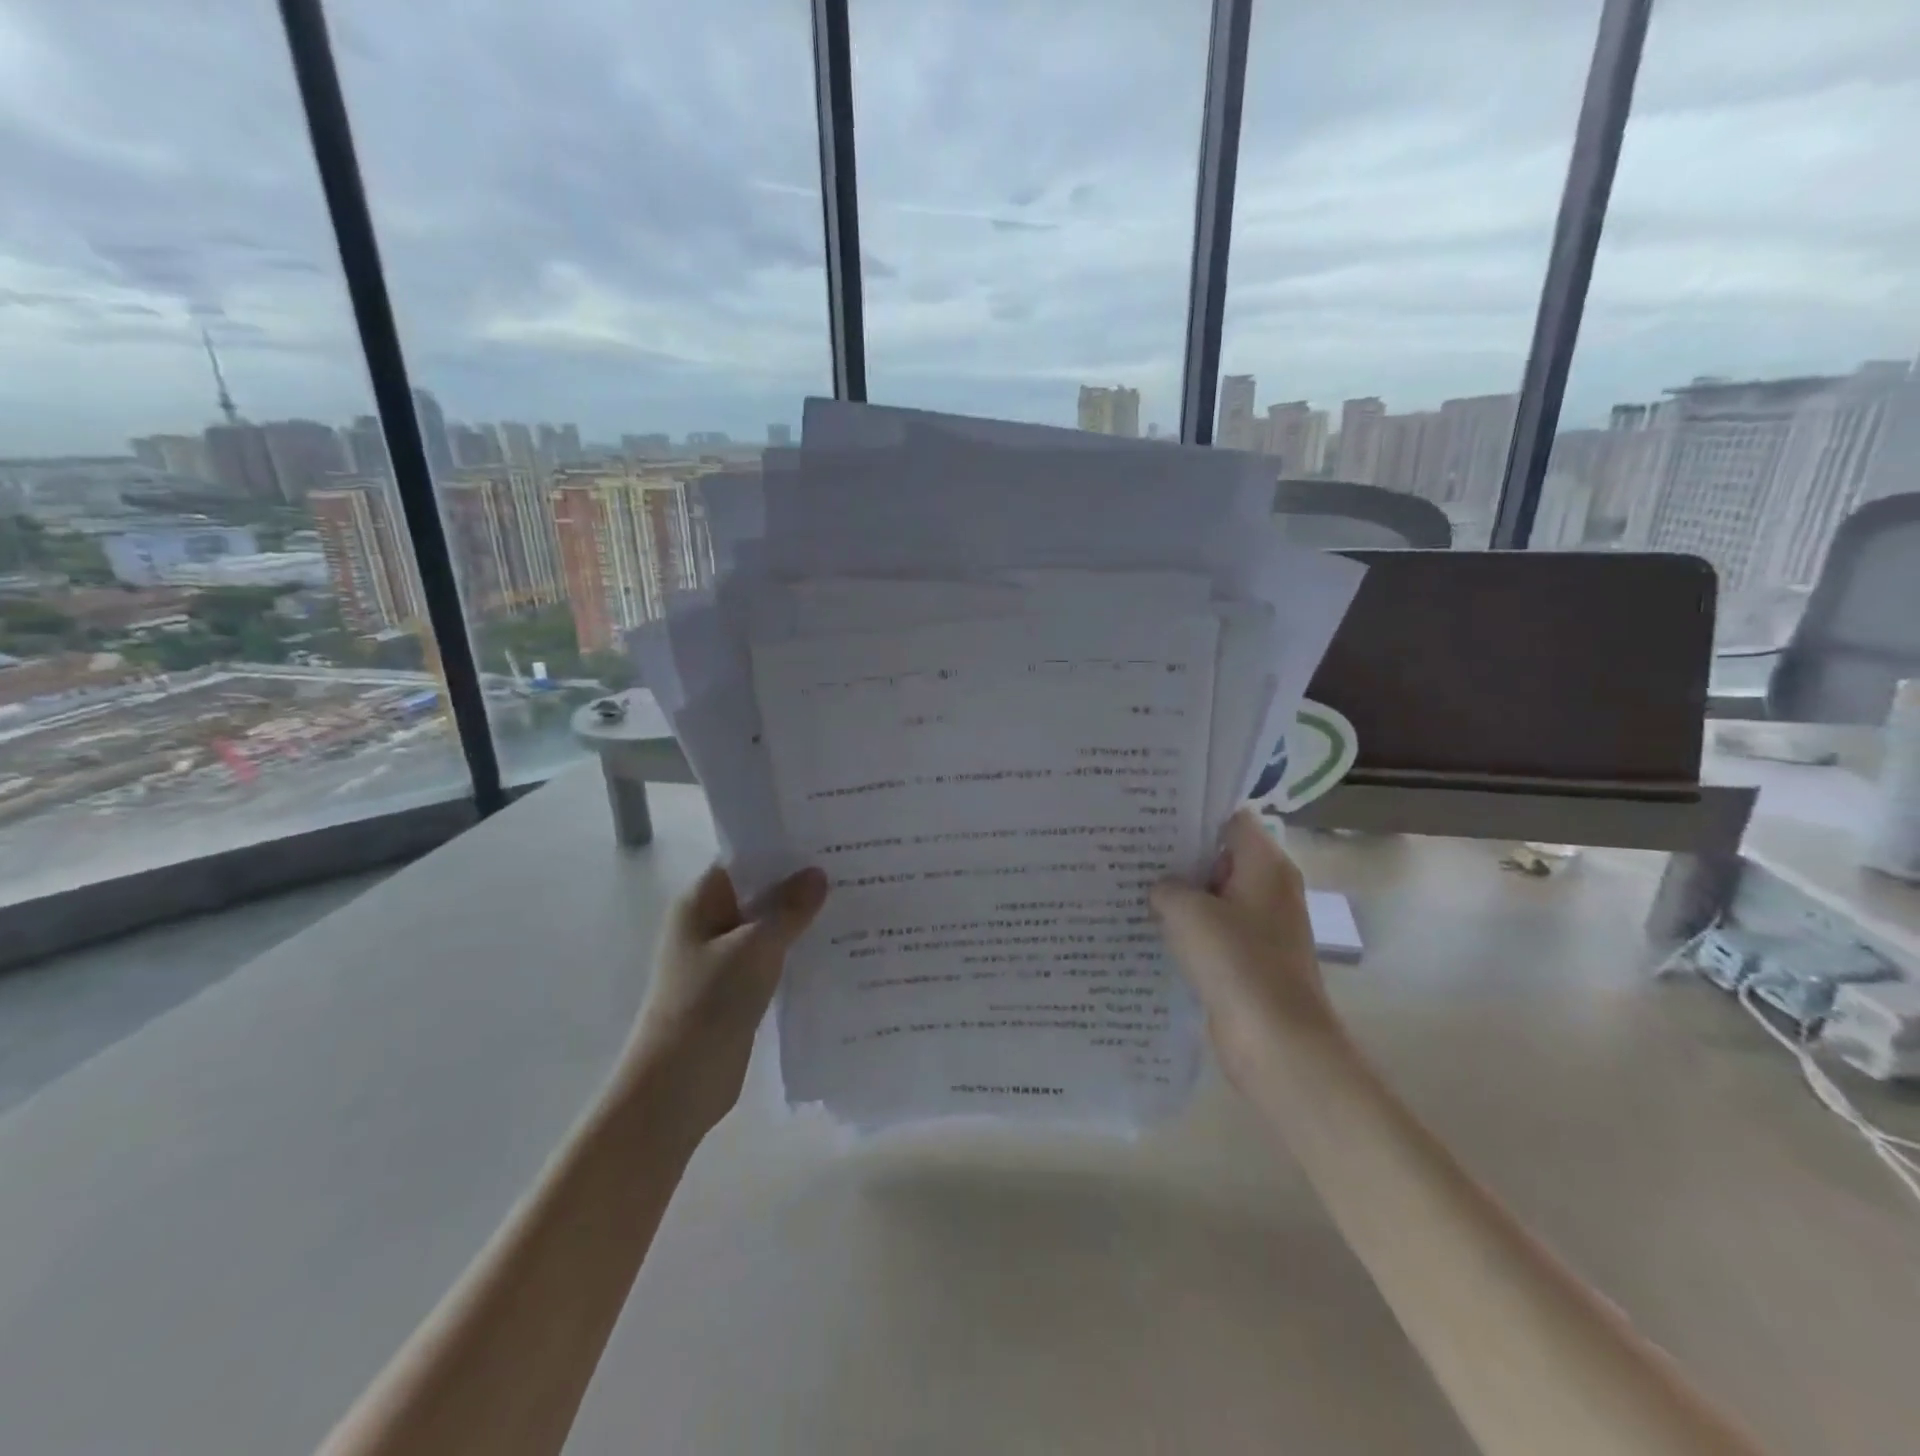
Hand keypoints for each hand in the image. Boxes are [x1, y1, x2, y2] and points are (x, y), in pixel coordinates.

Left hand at [620, 863, 828, 1136]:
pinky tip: (836, 948)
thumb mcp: (754, 948)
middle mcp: (709, 923)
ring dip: (802, 919)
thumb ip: (788, 909)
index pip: (745, 858)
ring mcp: (723, 958)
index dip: (783, 847)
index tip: (829, 838)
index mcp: (701, 901)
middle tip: (854, 868)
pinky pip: (772, 958)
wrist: (676, 1086)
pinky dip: (797, 951)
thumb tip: (818, 874)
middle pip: (760, 891)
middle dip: (800, 883)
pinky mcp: (737, 989)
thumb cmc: (708, 1003)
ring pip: (768, 926)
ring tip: (855, 902)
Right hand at [1151, 809, 1338, 1089]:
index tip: (1150, 816)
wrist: (1277, 1044)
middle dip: (1177, 855)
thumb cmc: (1237, 964)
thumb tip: (1161, 889)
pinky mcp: (1248, 959)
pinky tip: (1148, 928)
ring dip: (1179, 895)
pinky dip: (1186, 928)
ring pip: (1213, 896)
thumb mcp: (1188, 912)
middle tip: (1129, 848)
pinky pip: (1213, 931)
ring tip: (1130, 885)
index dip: (1191, 814)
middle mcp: (1268, 889)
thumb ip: (1167, 887)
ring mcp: (1261, 926)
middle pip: (1219, 856)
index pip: (1229, 819)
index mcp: (1265, 865)